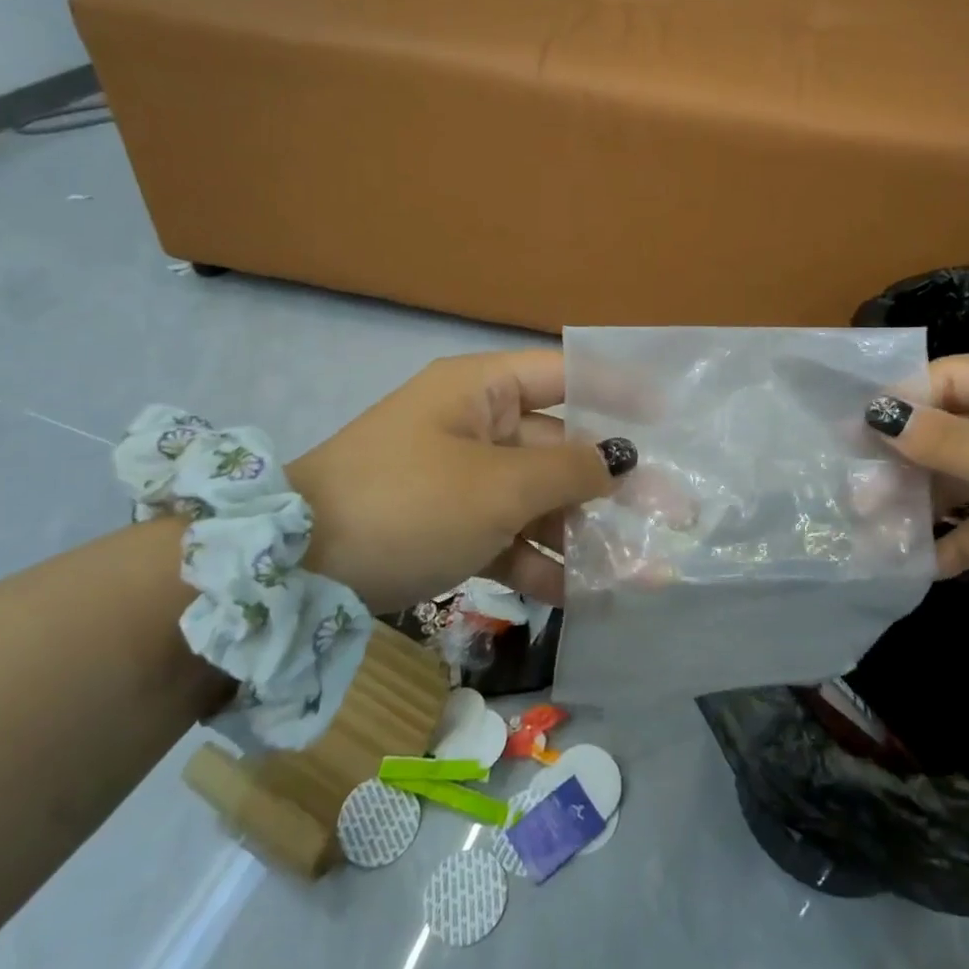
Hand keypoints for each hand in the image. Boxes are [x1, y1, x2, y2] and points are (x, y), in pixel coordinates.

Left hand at [287, 351, 636, 612]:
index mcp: (482, 390)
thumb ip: (568, 471)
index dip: (618, 390)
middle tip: (673, 513)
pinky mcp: (449, 526)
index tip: (668, 415)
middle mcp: (476, 425)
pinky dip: (538, 560)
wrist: (295, 572)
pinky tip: (576, 594)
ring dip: (582, 531)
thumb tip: (621, 459)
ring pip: (538, 497)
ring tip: (638, 569)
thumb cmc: (409, 502)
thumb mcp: (497, 486)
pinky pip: (507, 535)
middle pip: (559, 445)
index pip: (564, 373)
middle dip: (613, 482)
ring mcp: (462, 479)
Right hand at [865, 355, 968, 672]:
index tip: (849, 436)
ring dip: (931, 504)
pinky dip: (967, 538)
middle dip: (909, 463)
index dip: (901, 402)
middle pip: (958, 431)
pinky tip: (928, 563)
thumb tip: (878, 412)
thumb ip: (951, 445)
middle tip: (856, 497)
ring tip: (877, 533)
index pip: (955, 379)